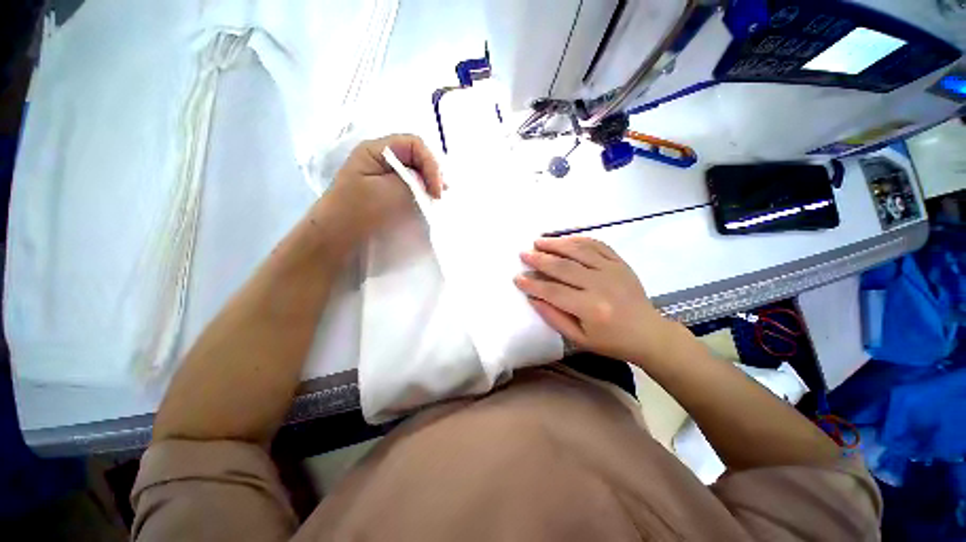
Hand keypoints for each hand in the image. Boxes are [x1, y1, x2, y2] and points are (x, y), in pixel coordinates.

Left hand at [326, 134, 444, 239]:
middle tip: (442, 194)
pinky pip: (410, 187)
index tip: (437, 191)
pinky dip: (422, 194)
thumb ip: (414, 183)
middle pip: (417, 157)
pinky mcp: (388, 194)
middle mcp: (381, 160)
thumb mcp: (389, 193)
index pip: (414, 145)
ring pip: (415, 173)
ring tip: (438, 199)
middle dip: (433, 173)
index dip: (431, 164)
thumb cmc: (358, 213)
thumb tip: (430, 184)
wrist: (335, 240)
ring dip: (429, 184)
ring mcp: (384, 177)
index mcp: (376, 151)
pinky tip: (428, 203)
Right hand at [514, 236, 673, 363]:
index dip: (533, 284)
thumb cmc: (611, 341)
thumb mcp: (579, 338)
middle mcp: (600, 285)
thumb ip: (553, 318)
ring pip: (578, 251)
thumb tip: (532, 298)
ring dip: (556, 244)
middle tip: (524, 254)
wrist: (649, 333)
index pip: (553, 291)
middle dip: (540, 259)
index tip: (517, 277)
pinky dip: (578, 239)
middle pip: (563, 267)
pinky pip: (597, 245)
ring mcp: (612, 270)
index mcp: (590, 308)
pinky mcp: (620, 262)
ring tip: (539, 241)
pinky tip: (565, 239)